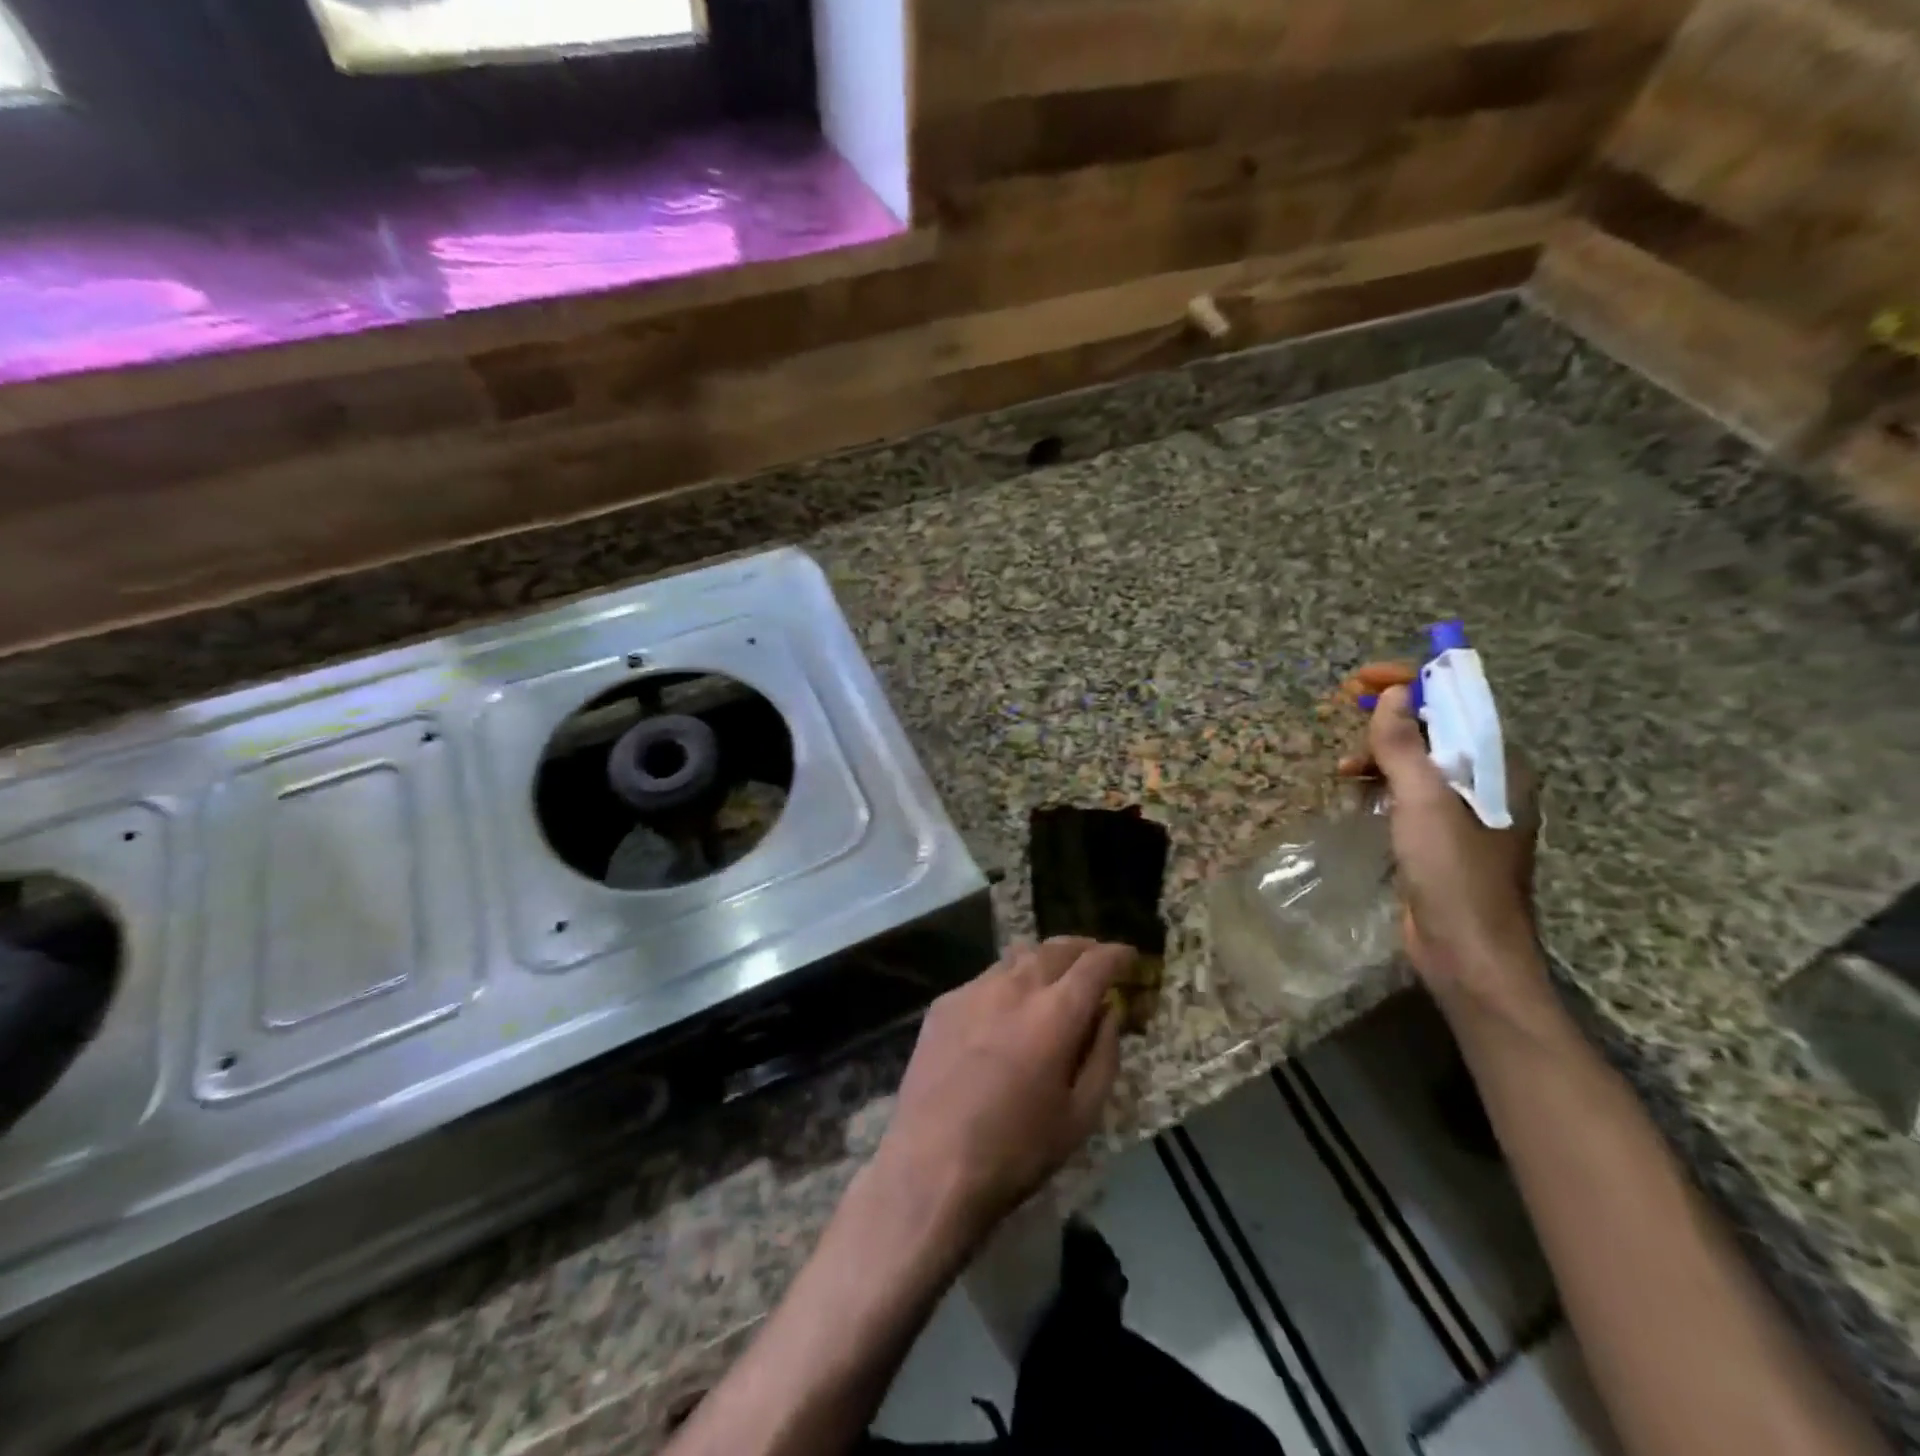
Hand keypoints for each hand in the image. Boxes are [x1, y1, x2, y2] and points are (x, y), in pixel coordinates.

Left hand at [871, 938, 1129, 1246]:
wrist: (930, 1166)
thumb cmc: (1017, 1150)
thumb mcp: (1081, 1115)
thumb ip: (1103, 1055)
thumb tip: (1109, 1012)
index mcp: (1055, 1013)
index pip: (1095, 964)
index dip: (1117, 955)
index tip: (1130, 956)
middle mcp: (1015, 987)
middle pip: (1055, 949)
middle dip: (1082, 948)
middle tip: (1096, 959)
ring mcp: (974, 990)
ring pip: (1018, 958)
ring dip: (1044, 960)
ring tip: (1055, 975)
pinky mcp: (944, 1003)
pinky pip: (986, 980)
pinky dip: (1008, 982)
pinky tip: (1007, 1008)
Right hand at [1337, 666, 1541, 998]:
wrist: (1469, 954)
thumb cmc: (1453, 873)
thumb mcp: (1425, 802)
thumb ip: (1407, 745)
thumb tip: (1393, 694)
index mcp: (1500, 767)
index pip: (1458, 704)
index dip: (1412, 683)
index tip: (1363, 679)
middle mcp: (1489, 783)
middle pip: (1438, 730)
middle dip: (1392, 716)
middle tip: (1347, 709)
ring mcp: (1466, 812)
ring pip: (1420, 762)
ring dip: (1381, 752)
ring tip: (1345, 767)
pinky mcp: (1443, 837)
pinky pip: (1412, 792)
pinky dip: (1384, 783)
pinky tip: (1358, 792)